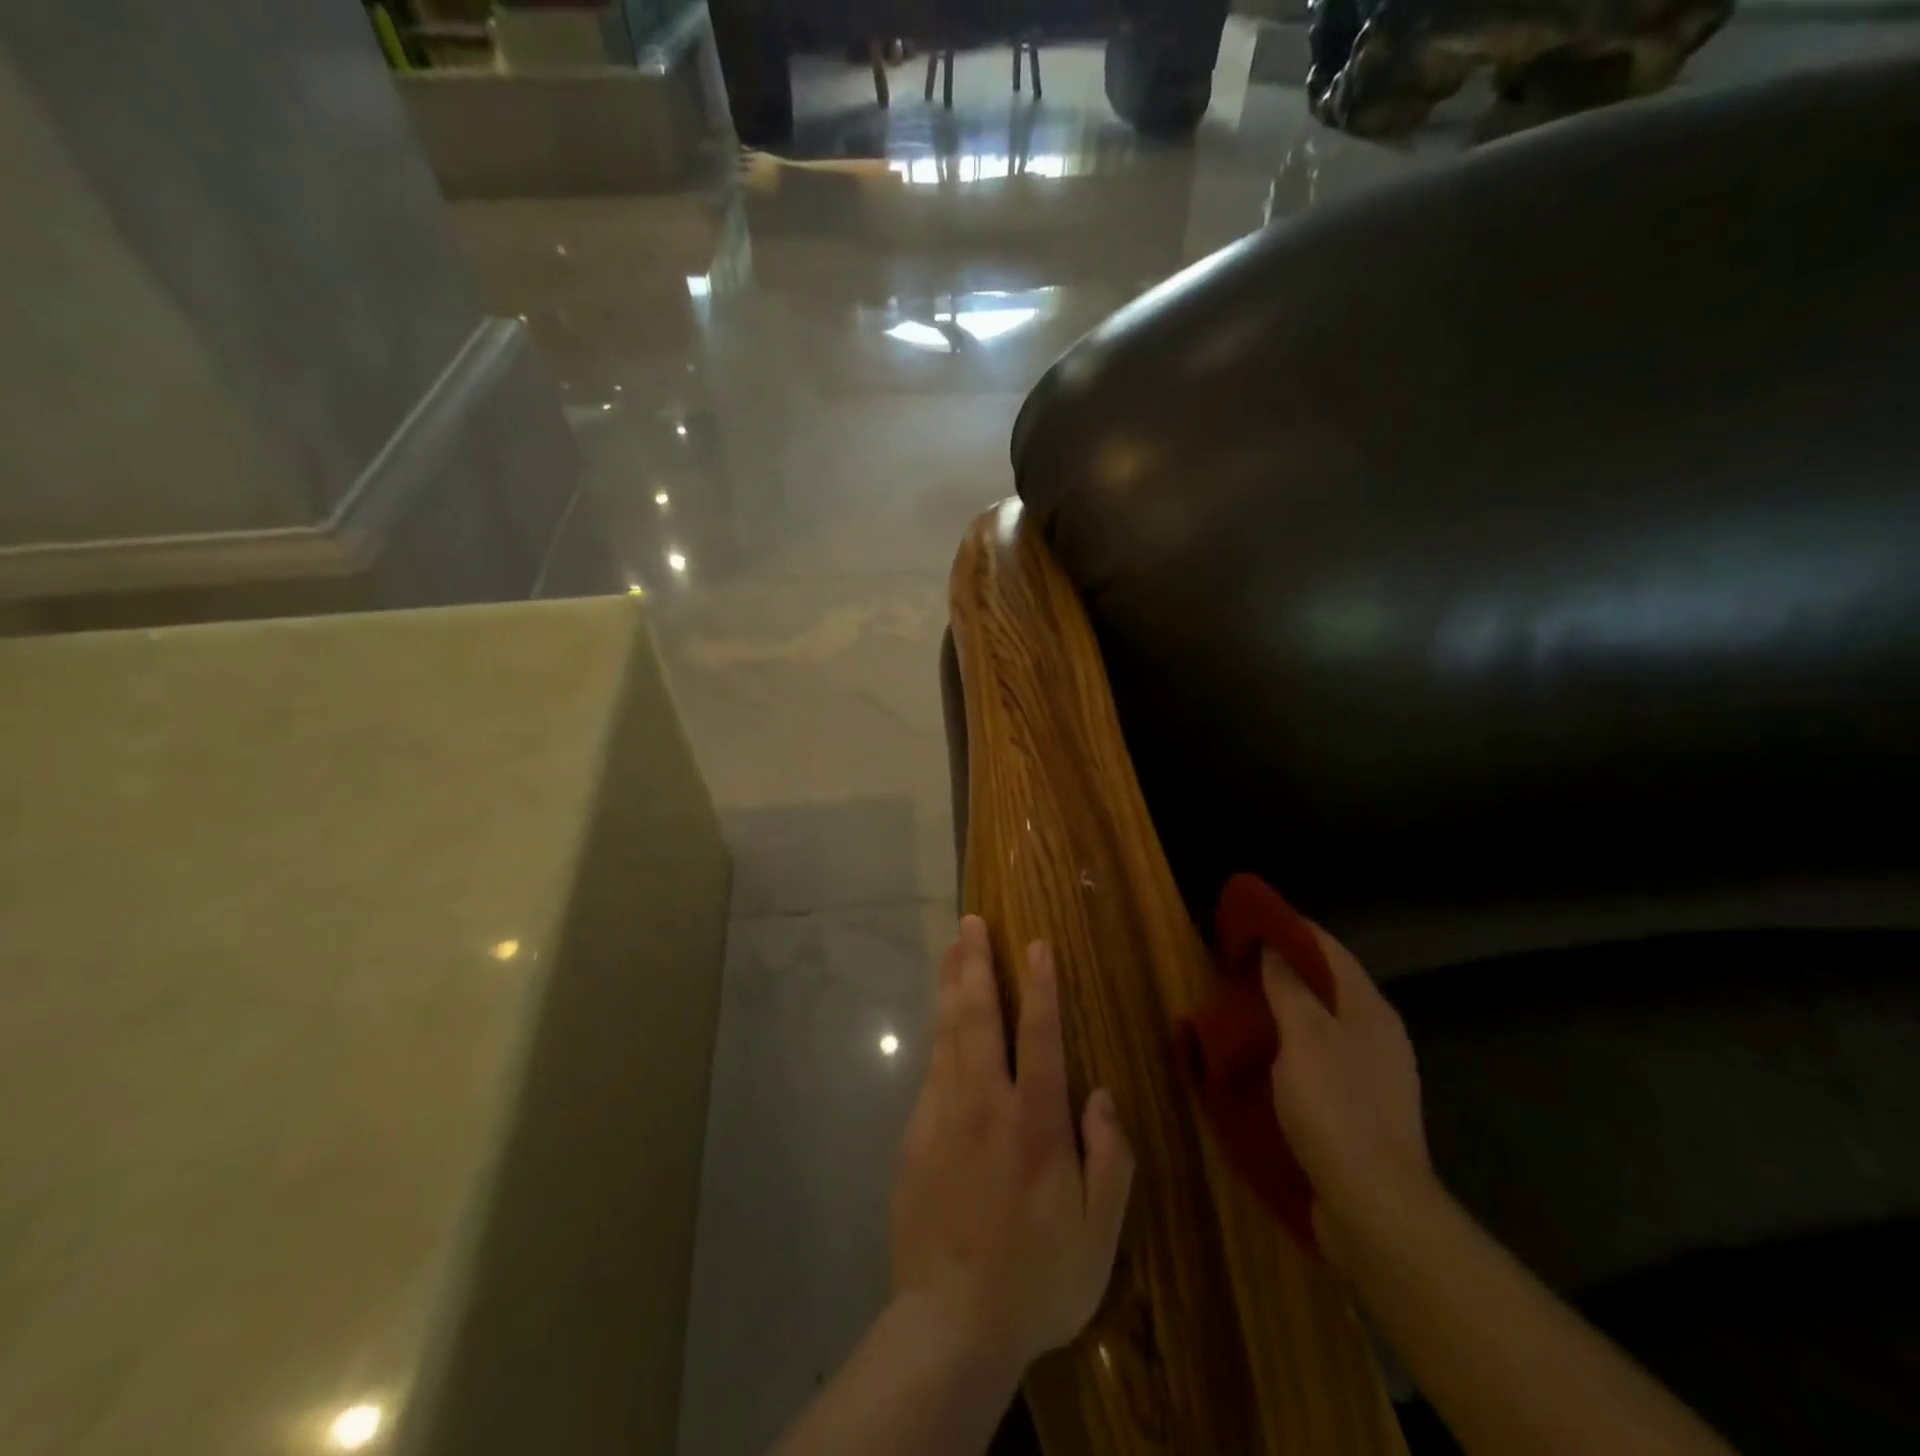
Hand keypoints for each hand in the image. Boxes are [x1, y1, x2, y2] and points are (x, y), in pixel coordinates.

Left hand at [889, 916, 1134, 1373]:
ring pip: (947, 1033)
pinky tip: (939, 1016)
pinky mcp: (915, 1135)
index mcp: (1034, 1123)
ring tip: (951, 948)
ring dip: (950, 985)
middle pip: (978, 1017)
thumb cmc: (1036, 1278)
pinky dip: (937, 1032)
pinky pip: (930, 1068)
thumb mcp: (1099, 1232)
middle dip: (976, 964)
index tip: (1037, 943)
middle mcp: (985, 1104)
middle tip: (972, 923)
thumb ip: (1109, 1157)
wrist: (950, 1322)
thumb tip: (1100, 1094)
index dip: (1040, 985)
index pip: (1040, 1035)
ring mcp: (943, 1115)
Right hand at [1262, 925, 1433, 1257]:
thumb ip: (1287, 987)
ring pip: (1322, 1022)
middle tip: (1239, 958)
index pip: (1330, 950)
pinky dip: (1290, 1044)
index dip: (1292, 928)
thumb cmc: (1335, 1106)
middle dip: (1286, 966)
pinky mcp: (1358, 1108)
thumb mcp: (1303, 1036)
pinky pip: (1318, 1057)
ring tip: (1242, 1000)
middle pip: (1328, 985)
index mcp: (1369, 1010)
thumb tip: (1273, 946)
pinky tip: (1262, 1052)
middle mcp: (1377, 1035)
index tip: (1251, 916)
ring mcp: (1371, 1075)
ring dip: (1285, 1007)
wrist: (1373, 1205)